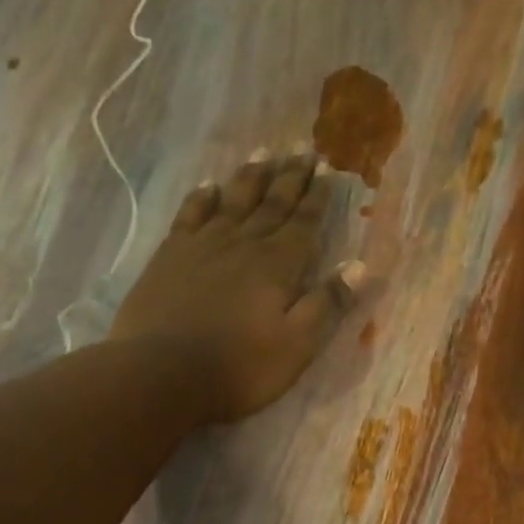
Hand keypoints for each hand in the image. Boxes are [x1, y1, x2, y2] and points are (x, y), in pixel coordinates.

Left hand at [109, 145, 362, 422]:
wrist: (164, 373)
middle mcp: (242, 244)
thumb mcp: (297, 346)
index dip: (318, 197)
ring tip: (264, 151)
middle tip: (304, 149)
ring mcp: (202, 246)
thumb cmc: (240, 368)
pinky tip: (209, 186)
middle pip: (271, 203)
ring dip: (251, 176)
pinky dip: (202, 197)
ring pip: (232, 200)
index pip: (304, 223)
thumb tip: (360, 266)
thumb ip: (327, 304)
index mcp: (277, 265)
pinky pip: (190, 214)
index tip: (329, 168)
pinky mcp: (169, 257)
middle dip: (290, 177)